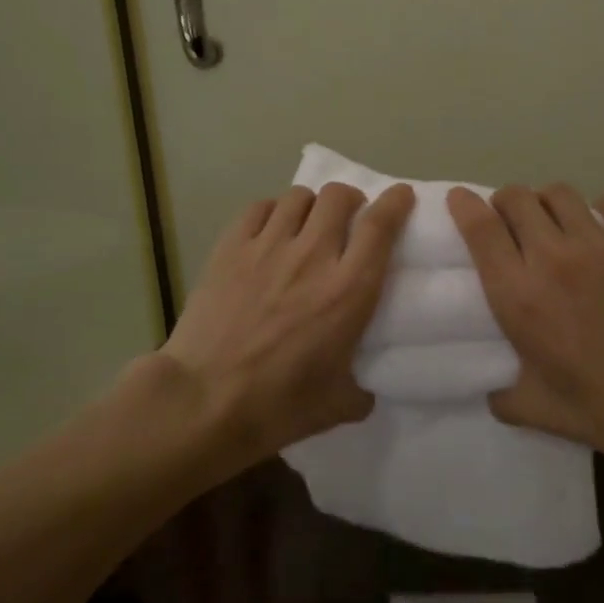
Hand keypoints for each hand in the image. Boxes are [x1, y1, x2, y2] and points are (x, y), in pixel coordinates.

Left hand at [163, 182, 415, 462]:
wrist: (203, 401)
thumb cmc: (277, 406)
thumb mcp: (337, 405)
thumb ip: (360, 390)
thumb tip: (364, 389)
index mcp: (348, 291)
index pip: (379, 226)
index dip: (395, 202)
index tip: (400, 196)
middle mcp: (312, 256)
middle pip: (338, 196)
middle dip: (350, 199)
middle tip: (348, 217)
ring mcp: (267, 246)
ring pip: (298, 197)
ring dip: (311, 206)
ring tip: (306, 224)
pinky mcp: (230, 247)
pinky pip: (259, 207)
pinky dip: (272, 212)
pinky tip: (269, 231)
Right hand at [447, 184, 603, 468]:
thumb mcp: (539, 412)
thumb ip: (504, 396)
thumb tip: (491, 390)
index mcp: (519, 296)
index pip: (480, 229)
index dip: (464, 205)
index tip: (459, 199)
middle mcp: (552, 258)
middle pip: (516, 198)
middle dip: (506, 203)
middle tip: (512, 222)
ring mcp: (598, 244)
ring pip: (559, 193)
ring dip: (548, 203)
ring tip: (556, 222)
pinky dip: (602, 209)